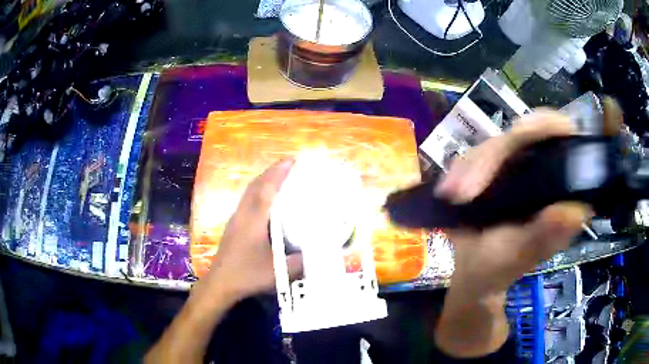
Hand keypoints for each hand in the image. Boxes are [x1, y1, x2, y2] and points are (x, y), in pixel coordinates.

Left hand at [195, 159, 303, 302]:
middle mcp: (243, 215)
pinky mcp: (234, 226)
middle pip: (255, 185)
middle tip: (289, 164)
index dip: (279, 173)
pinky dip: (258, 191)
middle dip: (271, 171)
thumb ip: (301, 262)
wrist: (220, 283)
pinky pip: (247, 200)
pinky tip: (266, 199)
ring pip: (249, 192)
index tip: (292, 160)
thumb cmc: (248, 275)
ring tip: (279, 176)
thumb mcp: (279, 272)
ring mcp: (236, 219)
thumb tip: (322, 252)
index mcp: (253, 221)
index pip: (266, 190)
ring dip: (264, 180)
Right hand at [433, 103, 621, 357]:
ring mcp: (516, 166)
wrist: (473, 270)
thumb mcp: (520, 255)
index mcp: (559, 188)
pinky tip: (448, 191)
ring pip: (495, 144)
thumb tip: (574, 211)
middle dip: (492, 157)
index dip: (547, 126)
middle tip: (465, 190)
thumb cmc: (500, 268)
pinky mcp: (494, 168)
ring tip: (453, 196)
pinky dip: (460, 171)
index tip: (522, 132)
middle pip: (523, 134)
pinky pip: (475, 155)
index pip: (562, 137)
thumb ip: (544, 235)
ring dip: (470, 167)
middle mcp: (541, 170)